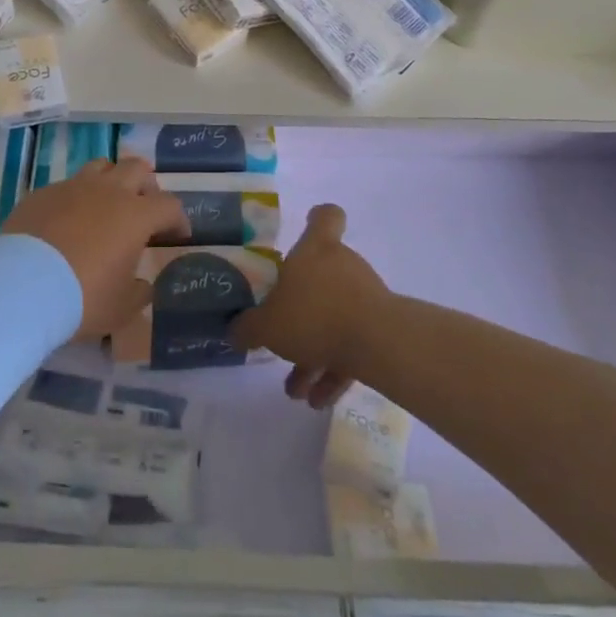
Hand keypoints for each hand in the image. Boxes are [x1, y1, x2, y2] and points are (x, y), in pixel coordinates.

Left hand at [1, 157, 187, 338]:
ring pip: (101, 166)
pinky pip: (67, 186)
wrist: (21, 286)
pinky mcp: (42, 193)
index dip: (178, 218)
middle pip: (137, 168)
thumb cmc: (82, 298)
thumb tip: (142, 285)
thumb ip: (139, 292)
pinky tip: (67, 221)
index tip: (177, 235)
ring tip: (106, 204)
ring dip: (111, 180)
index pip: (169, 205)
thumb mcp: (121, 308)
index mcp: (135, 215)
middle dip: (146, 185)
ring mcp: (72, 187)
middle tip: (144, 208)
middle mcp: (108, 191)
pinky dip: (75, 198)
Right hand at [232, 204, 387, 408]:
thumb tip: (234, 330)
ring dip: (313, 351)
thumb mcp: (266, 325)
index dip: (317, 219)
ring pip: (333, 318)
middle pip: (322, 276)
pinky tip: (317, 400)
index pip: (325, 216)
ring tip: (295, 388)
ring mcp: (366, 297)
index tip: (308, 228)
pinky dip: (334, 369)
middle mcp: (343, 265)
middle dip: (300, 311)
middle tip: (282, 336)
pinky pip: (350, 345)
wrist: (378, 344)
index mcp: (316, 249)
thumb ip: (247, 328)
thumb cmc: (314, 315)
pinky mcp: (381, 329)